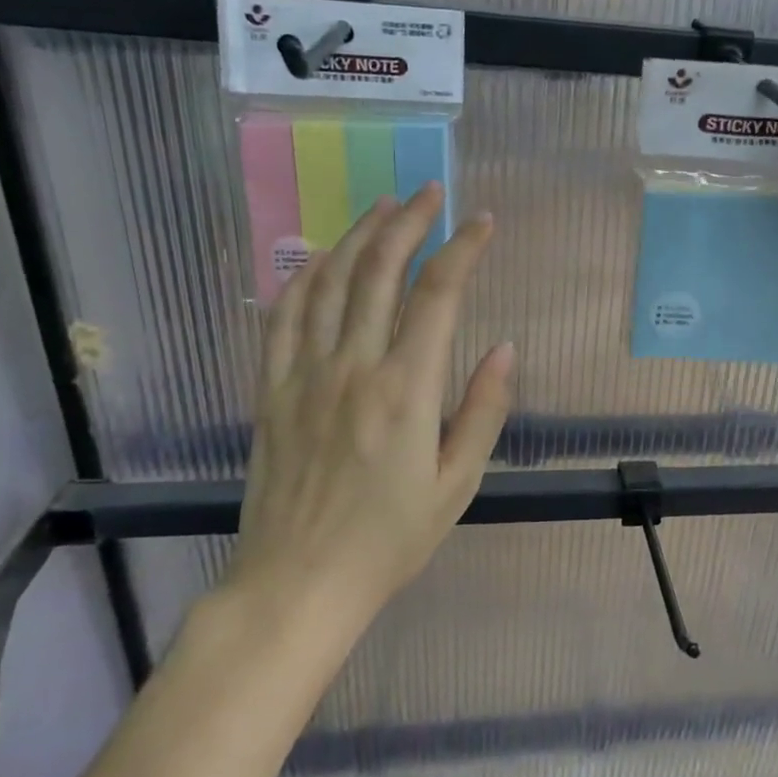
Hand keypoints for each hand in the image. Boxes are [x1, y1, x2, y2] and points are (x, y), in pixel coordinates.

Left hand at [225, 184, 514, 637]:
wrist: (298, 584)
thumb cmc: (390, 539)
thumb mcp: (458, 484)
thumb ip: (484, 410)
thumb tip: (505, 348)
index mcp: (407, 390)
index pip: (438, 295)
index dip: (462, 249)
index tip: (481, 222)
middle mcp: (354, 367)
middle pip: (380, 270)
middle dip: (409, 222)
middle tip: (430, 192)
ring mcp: (305, 374)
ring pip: (329, 281)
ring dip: (358, 235)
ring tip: (383, 207)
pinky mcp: (272, 389)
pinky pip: (284, 316)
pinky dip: (306, 276)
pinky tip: (323, 259)